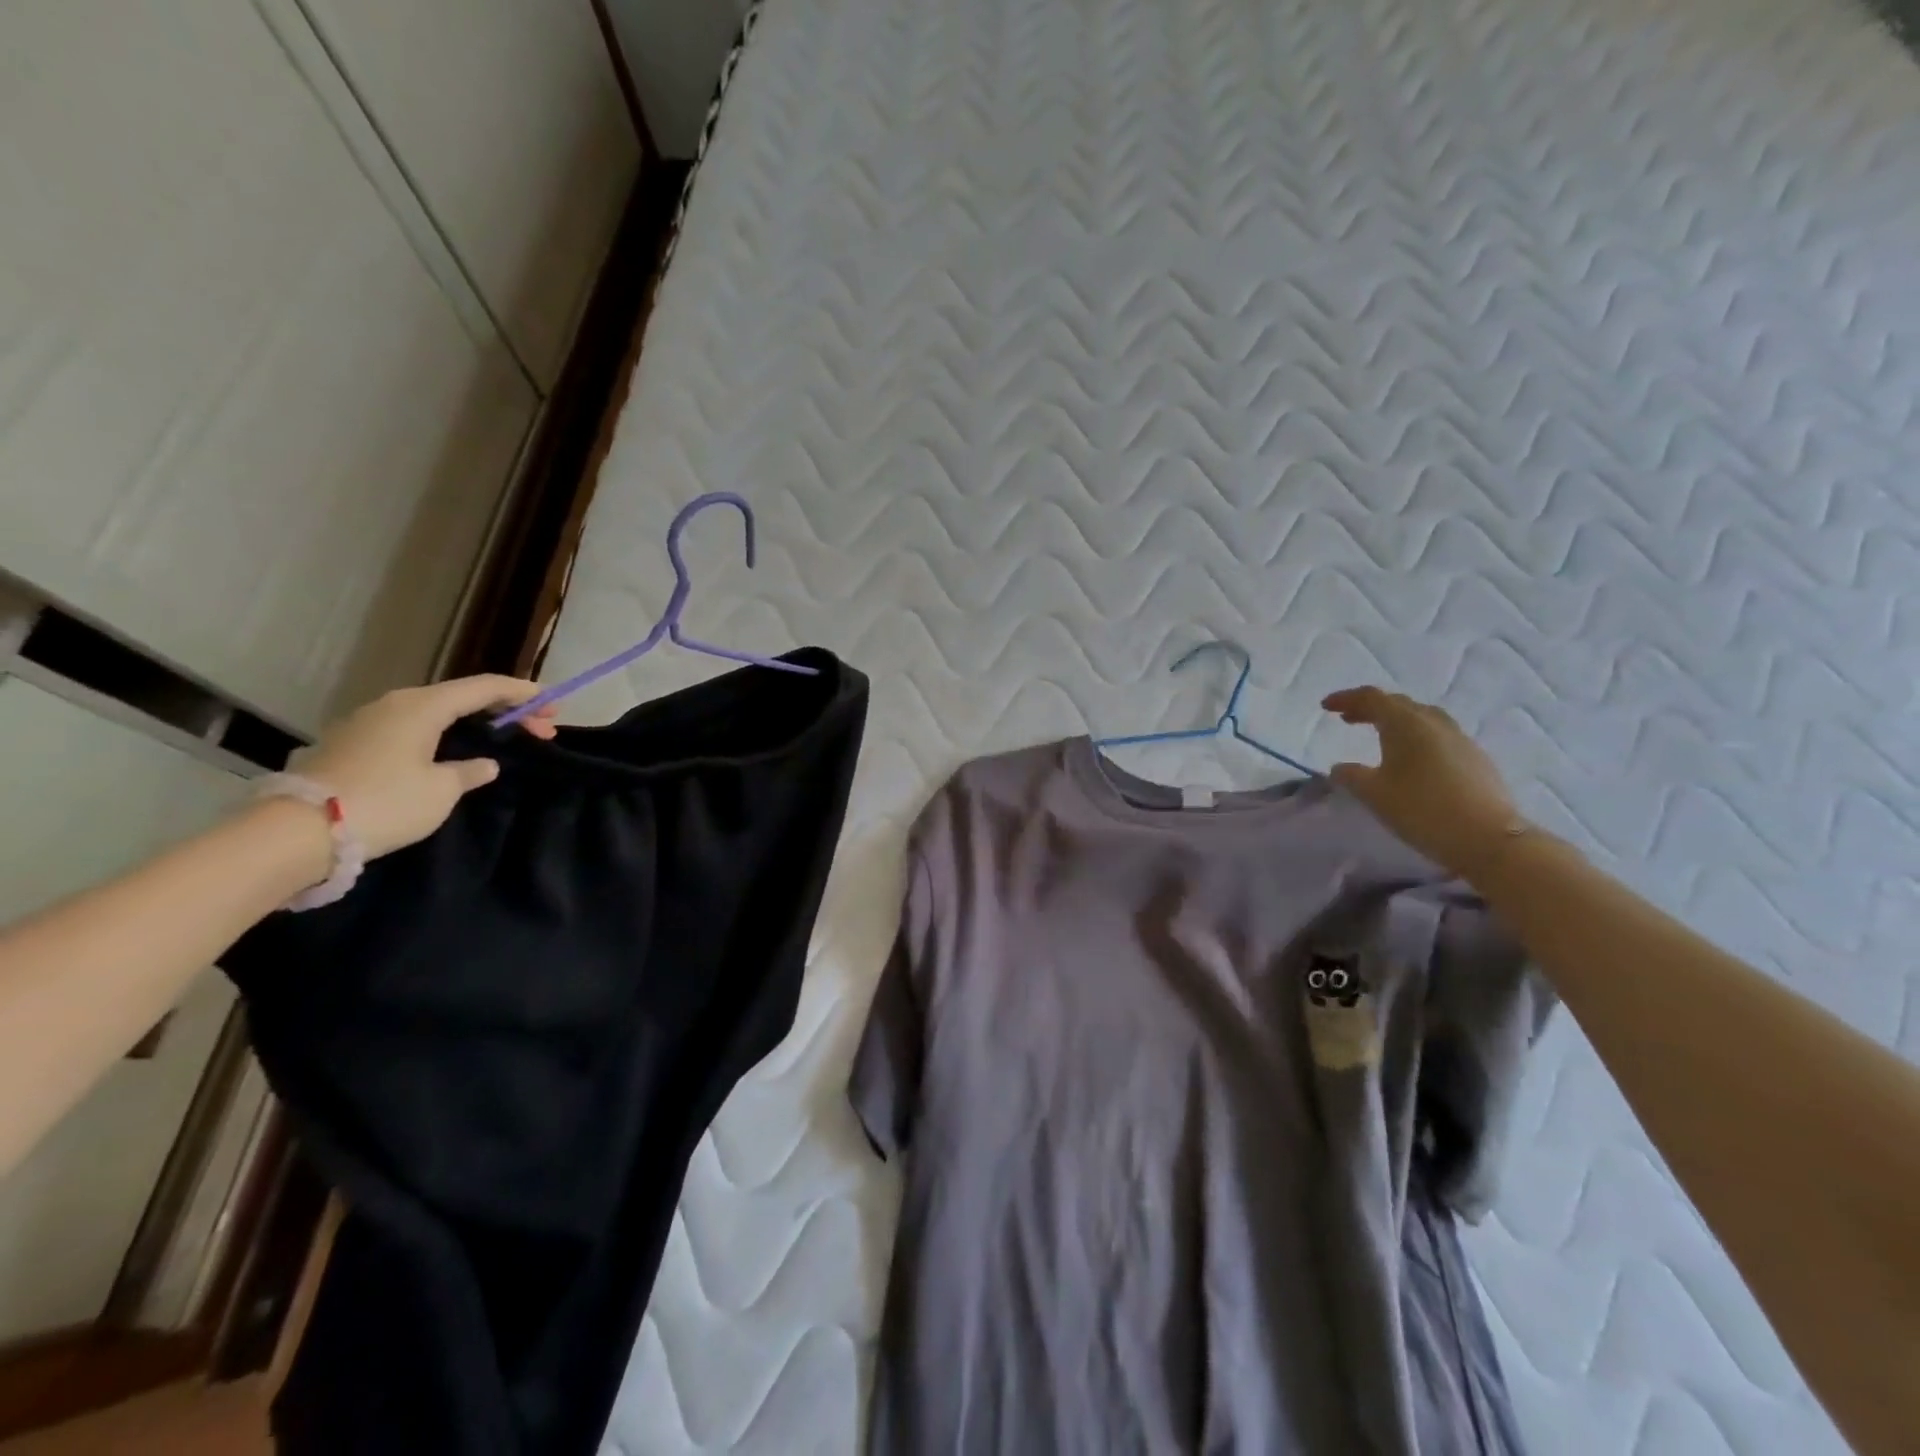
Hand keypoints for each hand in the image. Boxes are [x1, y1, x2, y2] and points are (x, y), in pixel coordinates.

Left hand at [296, 676, 557, 860]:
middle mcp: (395, 704)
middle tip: (541, 729)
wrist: (298, 830)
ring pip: (435, 712)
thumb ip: (468, 771)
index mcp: (423, 706)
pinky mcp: (352, 744)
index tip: (553, 703)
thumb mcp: (441, 790)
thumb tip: (483, 764)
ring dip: (473, 722)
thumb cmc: (385, 801)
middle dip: (504, 710)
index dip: (523, 693)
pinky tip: (453, 751)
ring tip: (501, 738)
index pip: (484, 688)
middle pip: (461, 697)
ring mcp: (368, 722)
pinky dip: (444, 733)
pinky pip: (413, 728)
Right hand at [1322, 687, 1522, 878]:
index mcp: (1406, 724)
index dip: (1346, 699)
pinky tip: (1412, 758)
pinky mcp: (1475, 758)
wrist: (1487, 838)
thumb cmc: (1421, 809)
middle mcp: (1434, 723)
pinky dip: (1416, 736)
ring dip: (1396, 720)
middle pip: (1398, 704)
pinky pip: (1438, 735)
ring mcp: (1459, 739)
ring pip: (1422, 717)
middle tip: (1348, 719)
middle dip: (1370, 708)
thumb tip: (1340, 767)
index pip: (1371, 698)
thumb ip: (1351, 776)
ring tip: (1380, 735)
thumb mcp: (1373, 794)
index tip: (1325, 707)